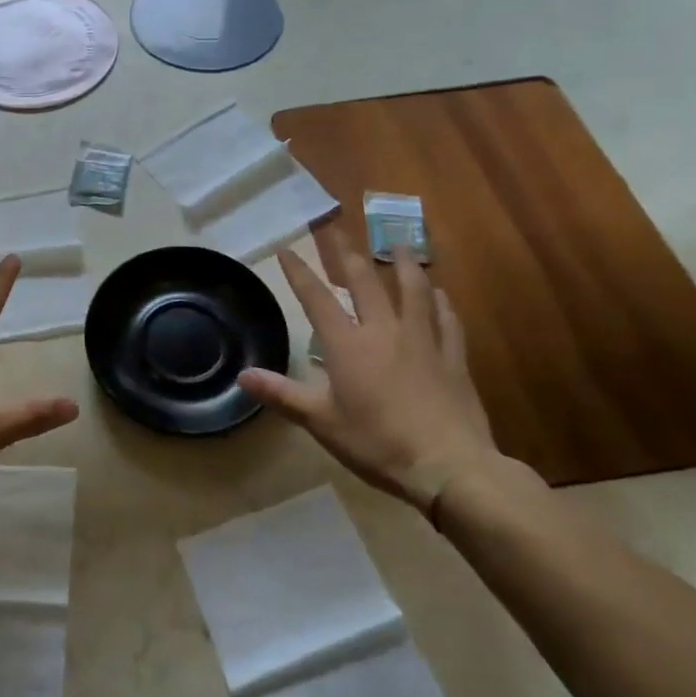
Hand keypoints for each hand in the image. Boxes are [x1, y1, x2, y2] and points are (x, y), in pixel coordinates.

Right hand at [239, 225, 498, 515]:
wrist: (449, 466)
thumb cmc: (377, 443)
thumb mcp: (322, 422)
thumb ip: (282, 395)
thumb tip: (242, 375)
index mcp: (348, 345)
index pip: (317, 298)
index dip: (299, 273)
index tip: (286, 250)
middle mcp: (383, 331)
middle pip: (363, 281)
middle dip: (346, 253)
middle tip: (337, 230)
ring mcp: (422, 340)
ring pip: (412, 289)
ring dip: (403, 263)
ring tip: (398, 242)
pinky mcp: (453, 357)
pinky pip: (447, 319)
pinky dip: (441, 302)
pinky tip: (440, 292)